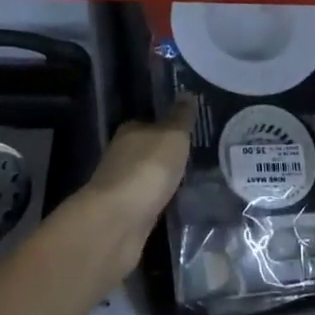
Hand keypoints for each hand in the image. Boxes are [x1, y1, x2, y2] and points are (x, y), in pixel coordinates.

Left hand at [76, 98, 192, 277]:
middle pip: (148, 150)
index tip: (190, 133)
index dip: (169, 126)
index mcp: (130, 131)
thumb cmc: (147, 169)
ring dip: (163, 180)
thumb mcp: (173, 136)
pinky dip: (159, 201)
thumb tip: (186, 93)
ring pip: (147, 177)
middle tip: (196, 157)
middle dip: (167, 155)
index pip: (151, 122)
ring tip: (192, 182)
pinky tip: (177, 204)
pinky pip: (148, 201)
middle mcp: (121, 155)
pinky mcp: (124, 214)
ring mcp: (121, 186)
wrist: (118, 221)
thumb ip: (181, 117)